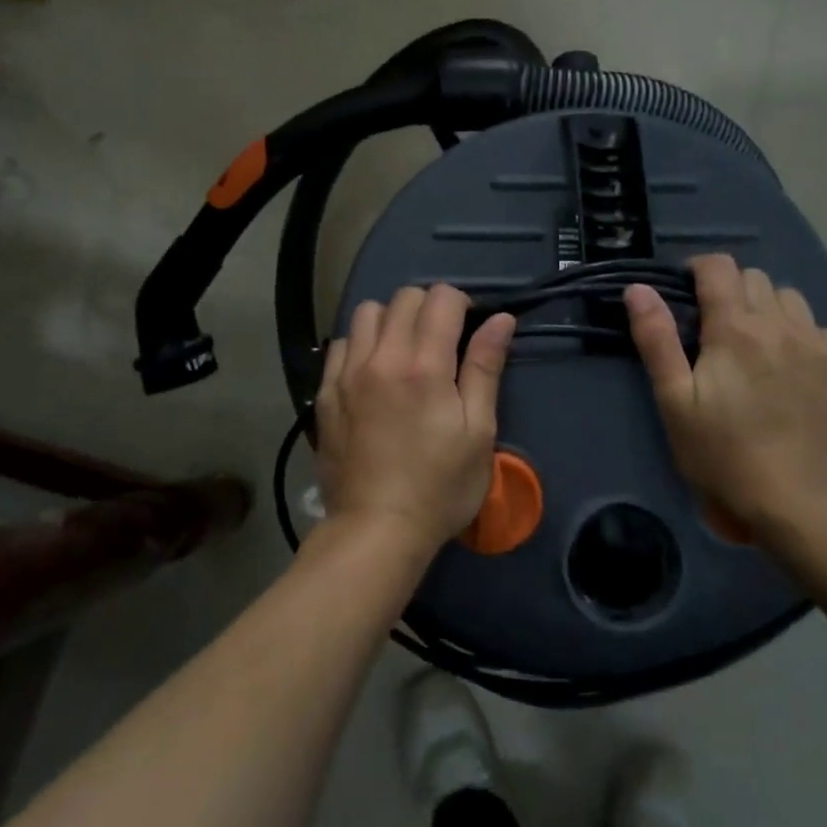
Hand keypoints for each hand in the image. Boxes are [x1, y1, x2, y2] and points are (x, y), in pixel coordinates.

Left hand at [315, 285, 515, 553]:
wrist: (376, 529)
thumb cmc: (439, 486)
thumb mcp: (478, 431)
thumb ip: (485, 368)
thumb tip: (501, 319)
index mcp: (424, 365)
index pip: (441, 298)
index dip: (461, 303)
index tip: (469, 327)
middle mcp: (381, 357)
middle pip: (404, 297)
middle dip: (429, 307)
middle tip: (442, 340)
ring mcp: (347, 373)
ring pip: (367, 312)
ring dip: (391, 319)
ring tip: (404, 350)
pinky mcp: (325, 392)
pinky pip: (341, 343)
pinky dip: (361, 343)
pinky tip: (372, 371)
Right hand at [626, 254, 826, 530]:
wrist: (797, 504)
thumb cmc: (723, 454)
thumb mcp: (675, 401)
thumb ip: (656, 339)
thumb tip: (638, 288)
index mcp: (736, 328)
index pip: (719, 267)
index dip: (699, 270)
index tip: (688, 293)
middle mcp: (783, 325)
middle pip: (756, 279)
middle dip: (732, 292)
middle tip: (718, 331)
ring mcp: (822, 346)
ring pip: (793, 301)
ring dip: (770, 311)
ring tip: (759, 347)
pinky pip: (823, 333)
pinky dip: (804, 339)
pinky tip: (795, 371)